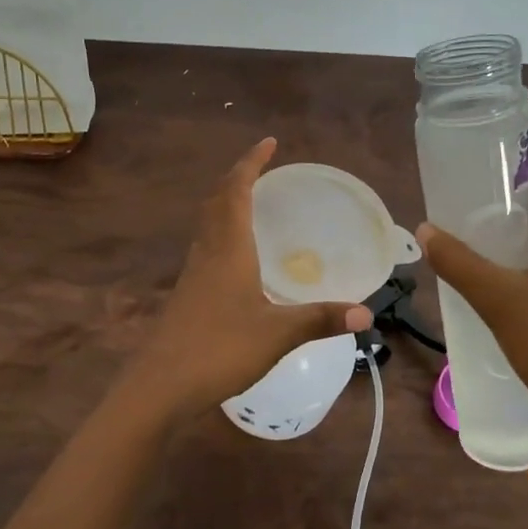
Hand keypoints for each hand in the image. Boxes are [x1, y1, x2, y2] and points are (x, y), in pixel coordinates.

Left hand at [126, 138, 371, 418]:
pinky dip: (221, 234)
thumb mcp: (277, 334)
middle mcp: (207, 253)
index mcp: (228, 249)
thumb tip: (366, 313)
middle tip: (262, 168)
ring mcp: (192, 275)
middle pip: (217, 202)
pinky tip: (235, 258)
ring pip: (207, 224)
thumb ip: (321, 319)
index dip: (251, 164)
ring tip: (250, 203)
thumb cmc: (219, 349)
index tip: (268, 142)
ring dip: (226, 204)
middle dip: (237, 178)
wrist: (161, 386)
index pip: (236, 192)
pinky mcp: (186, 296)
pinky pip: (205, 248)